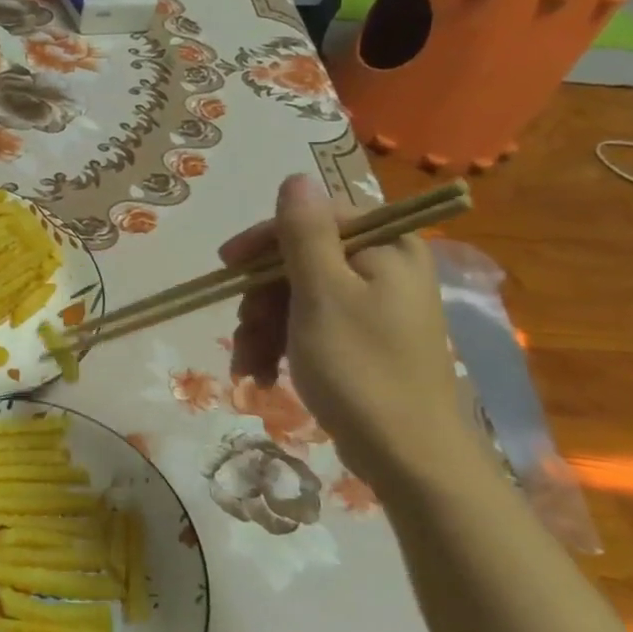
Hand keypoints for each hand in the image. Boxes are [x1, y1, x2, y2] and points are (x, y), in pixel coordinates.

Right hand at [221, 175, 471, 487]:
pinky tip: (262, 374)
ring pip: (297, 296)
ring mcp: (374, 306)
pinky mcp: (362, 340)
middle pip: (300, 261)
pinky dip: (281, 346)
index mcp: (386, 246)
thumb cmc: (361, 368)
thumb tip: (296, 177)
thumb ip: (305, 234)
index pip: (314, 218)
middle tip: (242, 332)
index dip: (264, 240)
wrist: (406, 454)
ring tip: (249, 366)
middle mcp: (384, 268)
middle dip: (261, 299)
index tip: (226, 267)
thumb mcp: (323, 294)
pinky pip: (309, 325)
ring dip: (263, 328)